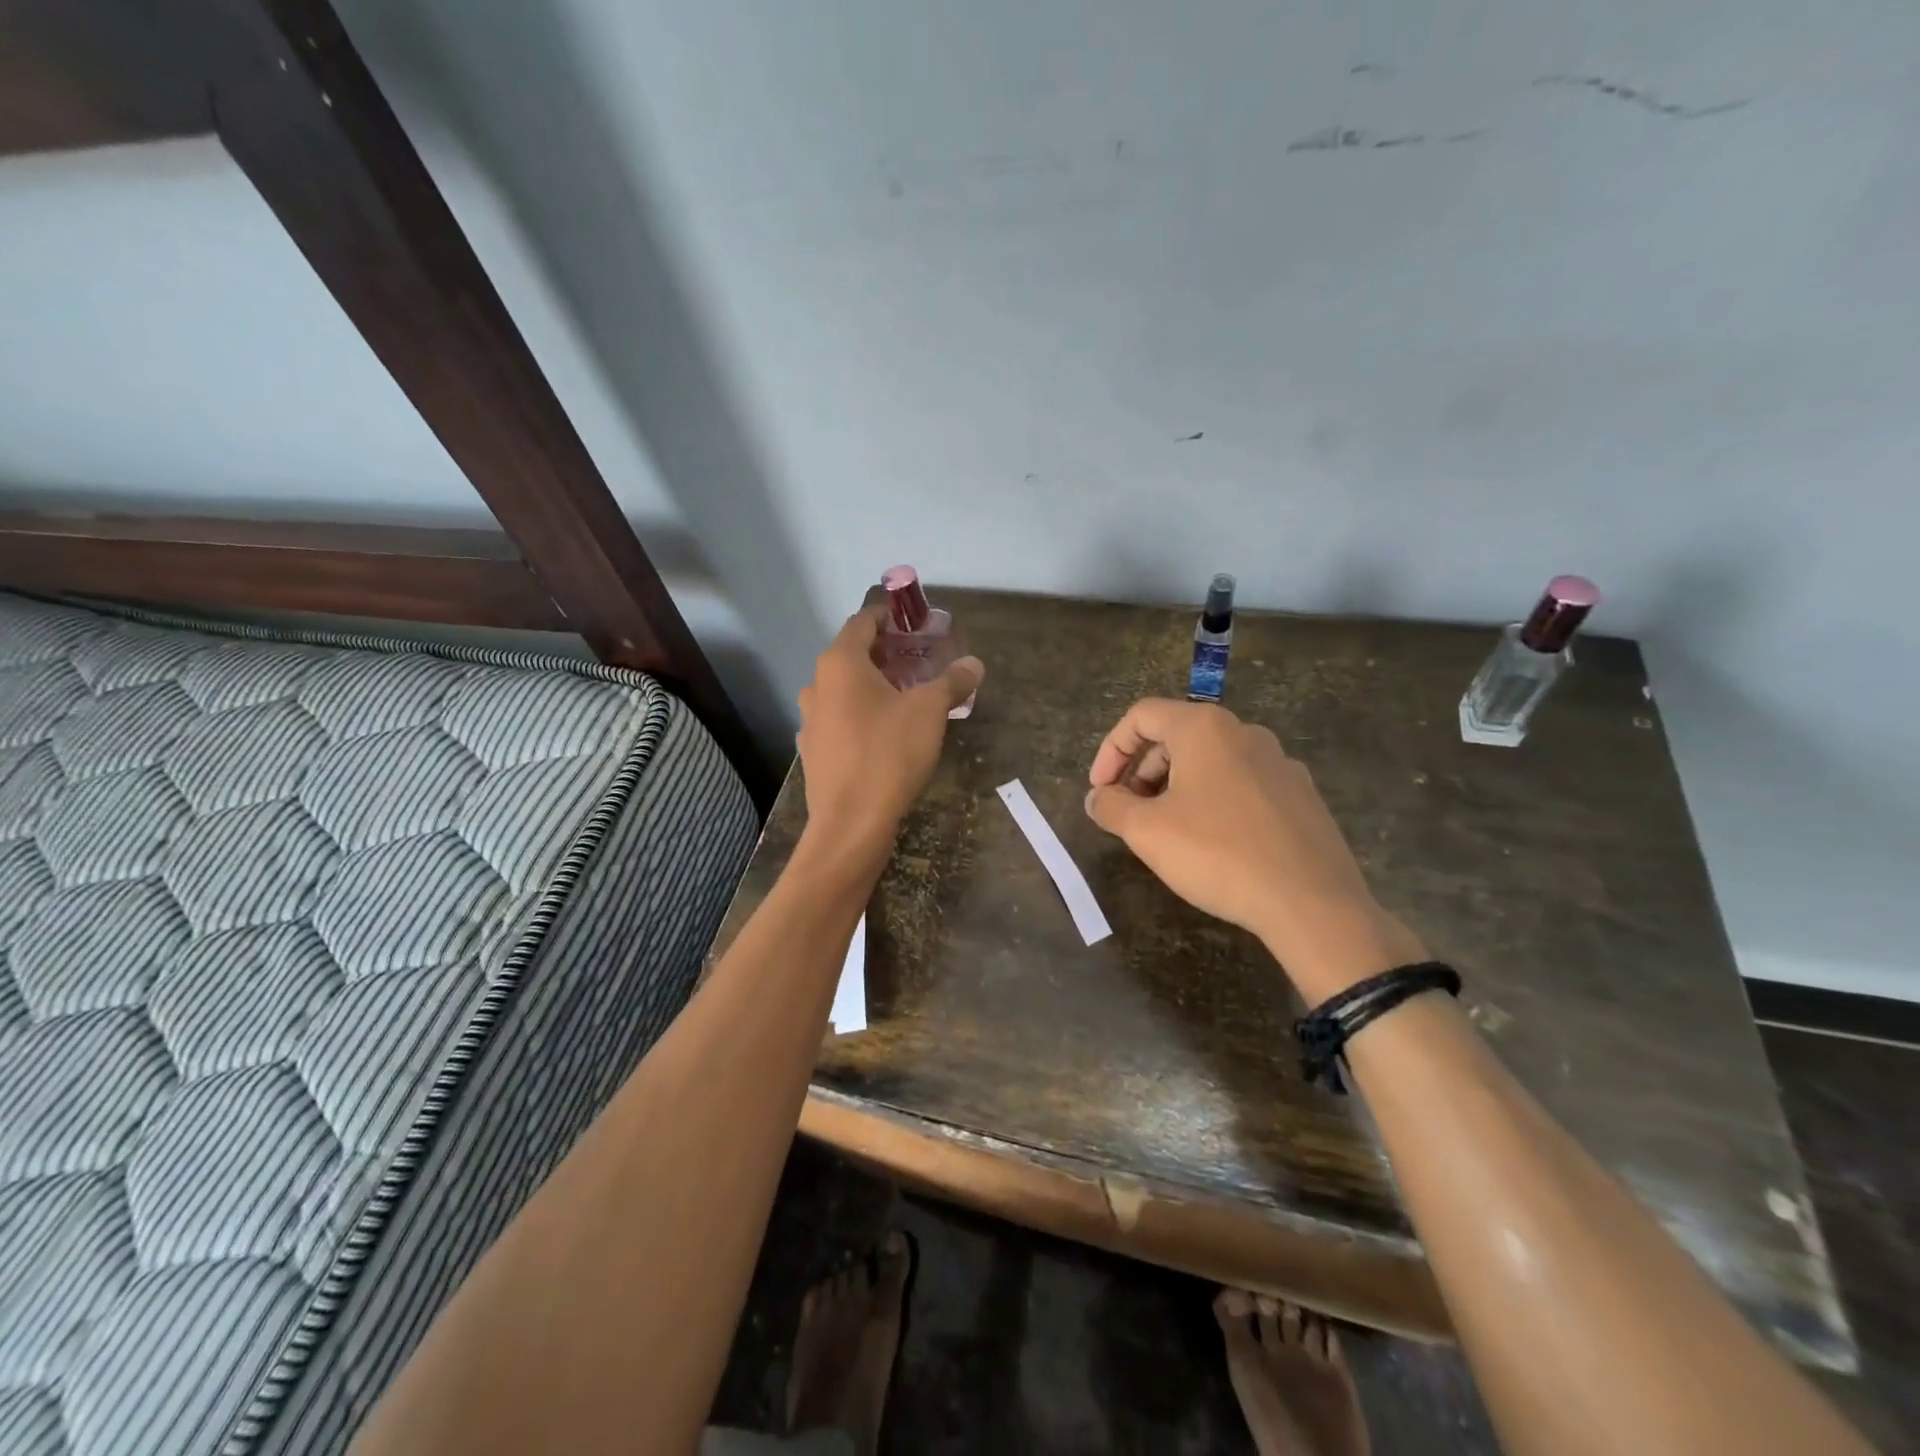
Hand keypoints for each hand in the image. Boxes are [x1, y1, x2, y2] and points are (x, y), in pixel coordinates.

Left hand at [796, 604, 984, 862]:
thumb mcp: (929, 712)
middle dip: (888, 654)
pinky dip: (863, 714)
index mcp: (840, 664)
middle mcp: (817, 685)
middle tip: (922, 660)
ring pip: (846, 690)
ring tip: (909, 696)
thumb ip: (952, 682)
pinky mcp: (814, 751)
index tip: (916, 622)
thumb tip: (974, 664)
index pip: (863, 622)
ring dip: (875, 686)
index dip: (890, 617)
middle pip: (853, 655)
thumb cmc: (888, 755)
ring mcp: (811, 720)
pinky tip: (887, 732)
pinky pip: (841, 719)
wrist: (850, 824)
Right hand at [1085, 698, 1424, 1004]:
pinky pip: (1243, 784)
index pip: (1142, 716)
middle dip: (1141, 770)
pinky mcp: (1301, 795)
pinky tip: (1214, 842)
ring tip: (1166, 829)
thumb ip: (1111, 807)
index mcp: (1205, 728)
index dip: (1110, 750)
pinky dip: (1214, 800)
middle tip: (1128, 811)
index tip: (1100, 790)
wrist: (1312, 903)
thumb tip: (1097, 798)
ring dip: (1176, 786)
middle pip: (1176, 735)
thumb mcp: (1147, 831)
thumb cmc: (1218, 854)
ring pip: (1211, 760)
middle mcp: (1245, 733)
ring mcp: (1280, 763)